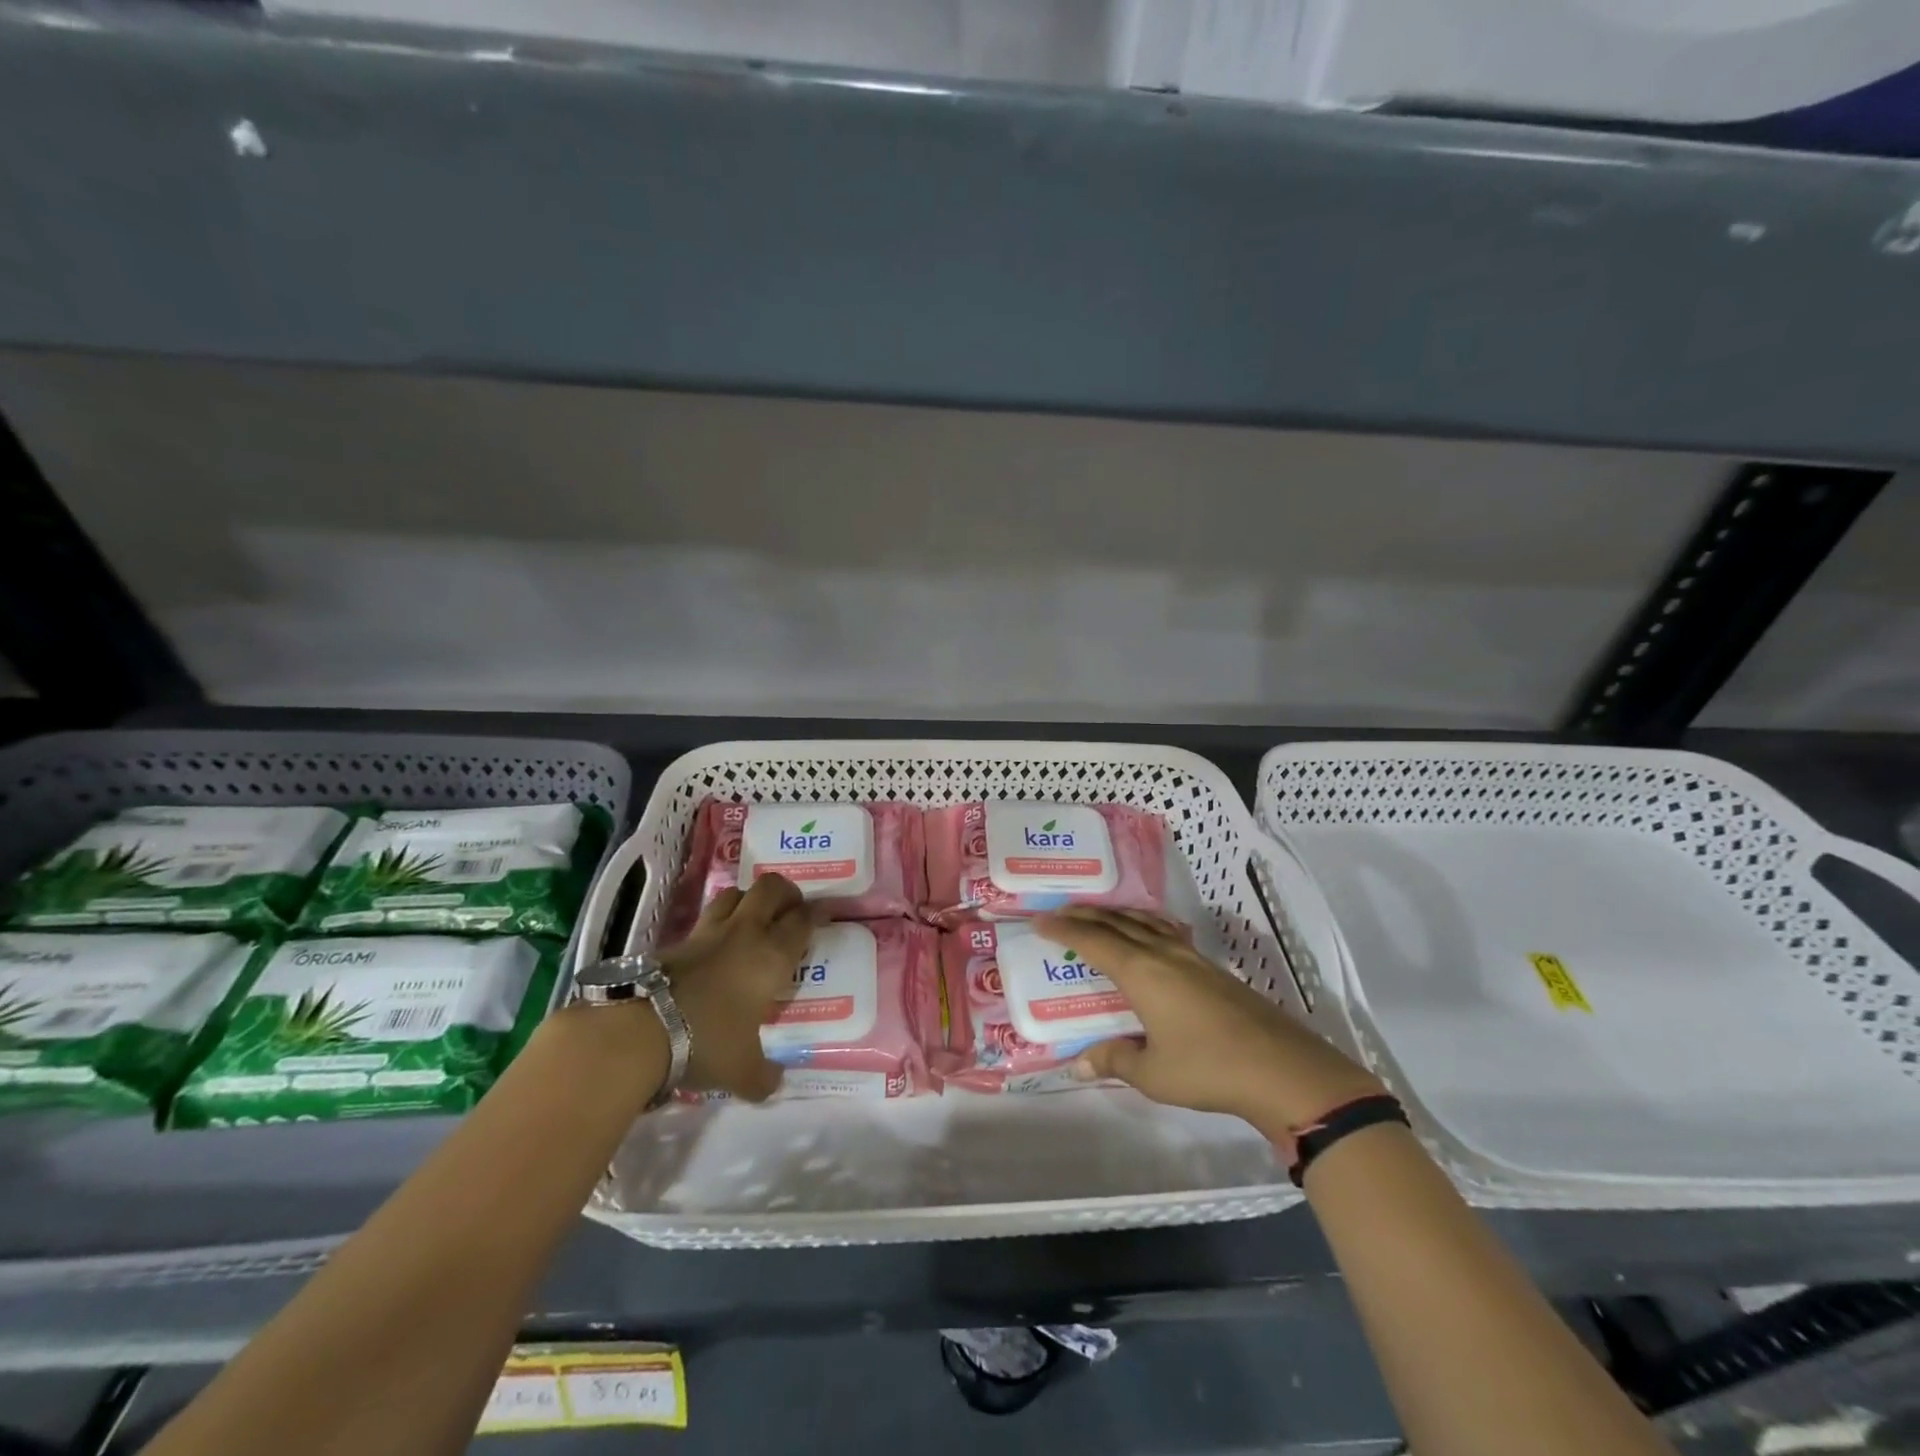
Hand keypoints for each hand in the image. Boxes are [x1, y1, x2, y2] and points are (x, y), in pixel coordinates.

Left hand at [658, 874, 814, 1101]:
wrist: (642, 1030)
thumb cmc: (708, 1042)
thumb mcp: (743, 1071)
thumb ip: (764, 1076)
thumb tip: (774, 1083)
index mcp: (772, 956)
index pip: (802, 920)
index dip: (816, 914)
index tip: (823, 915)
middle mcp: (745, 933)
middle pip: (770, 888)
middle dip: (785, 893)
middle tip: (789, 911)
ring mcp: (709, 932)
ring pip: (736, 893)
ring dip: (748, 899)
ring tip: (753, 919)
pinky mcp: (678, 940)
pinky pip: (706, 919)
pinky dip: (717, 924)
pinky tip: (716, 946)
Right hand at [1033, 907, 1382, 1136]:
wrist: (1281, 1068)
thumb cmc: (1208, 1068)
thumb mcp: (1152, 1073)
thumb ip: (1114, 1061)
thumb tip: (1079, 1063)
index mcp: (1141, 972)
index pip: (1093, 941)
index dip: (1064, 929)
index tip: (1038, 921)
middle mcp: (1162, 954)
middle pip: (1117, 923)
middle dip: (1085, 916)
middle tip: (1059, 913)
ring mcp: (1191, 957)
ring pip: (1144, 922)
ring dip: (1115, 915)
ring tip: (1098, 915)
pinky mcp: (1211, 968)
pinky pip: (1166, 932)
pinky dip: (1144, 924)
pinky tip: (1149, 933)